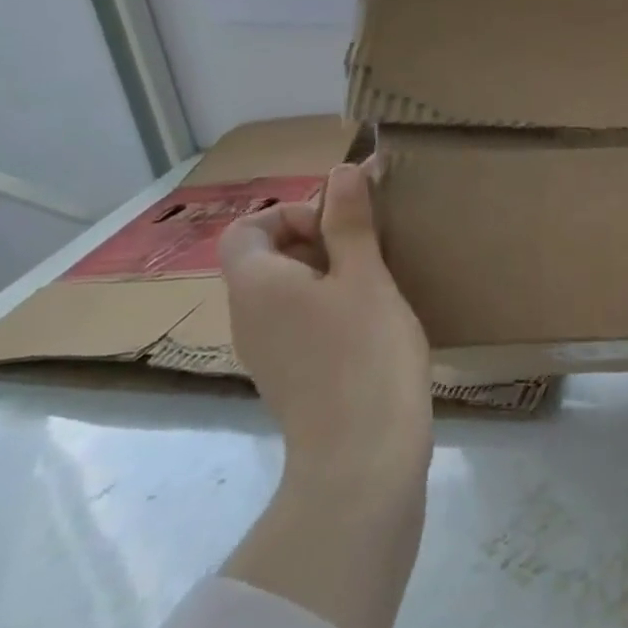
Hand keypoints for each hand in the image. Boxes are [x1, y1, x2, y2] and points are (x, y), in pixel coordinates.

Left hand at [218, 162, 432, 492]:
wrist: (362, 456)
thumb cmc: (365, 353)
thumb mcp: (365, 277)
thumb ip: (350, 222)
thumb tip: (342, 170)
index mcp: (258, 285)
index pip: (248, 228)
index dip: (293, 214)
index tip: (343, 226)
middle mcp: (249, 317)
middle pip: (266, 258)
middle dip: (318, 240)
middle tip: (371, 248)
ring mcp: (267, 352)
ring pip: (287, 292)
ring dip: (328, 274)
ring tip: (378, 281)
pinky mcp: (291, 378)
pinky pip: (300, 323)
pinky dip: (329, 309)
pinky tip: (372, 323)